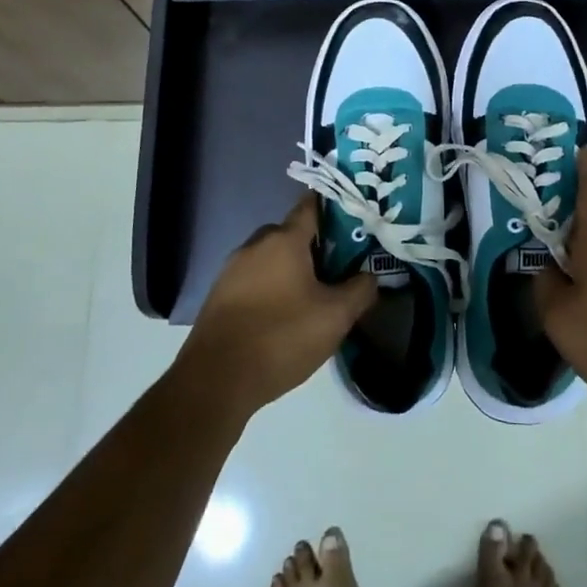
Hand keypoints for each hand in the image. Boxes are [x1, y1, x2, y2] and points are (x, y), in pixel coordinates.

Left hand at [177, 194, 376, 420]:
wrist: (216, 380)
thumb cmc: (281, 337)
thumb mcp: (335, 317)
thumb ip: (360, 290)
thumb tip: (370, 276)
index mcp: (283, 239)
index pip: (312, 205)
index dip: (335, 209)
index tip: (356, 221)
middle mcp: (254, 245)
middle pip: (292, 233)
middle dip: (316, 246)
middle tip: (341, 269)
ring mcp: (232, 270)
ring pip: (272, 258)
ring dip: (293, 270)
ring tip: (315, 297)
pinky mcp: (219, 296)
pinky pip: (254, 280)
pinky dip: (272, 288)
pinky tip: (284, 316)